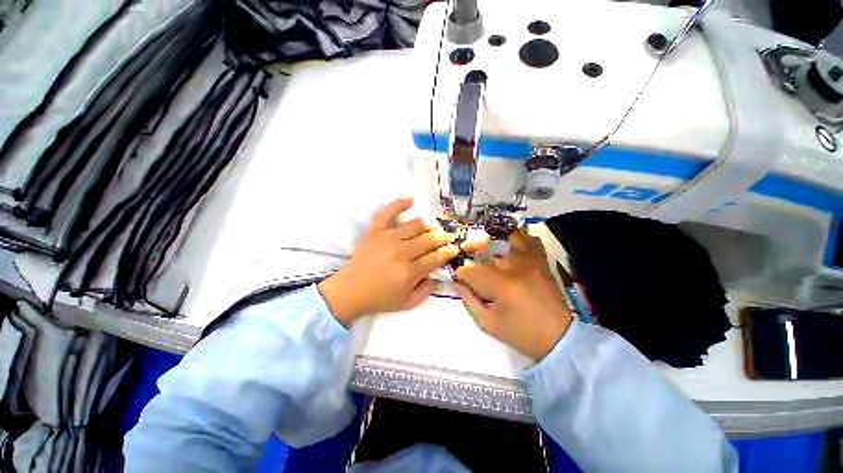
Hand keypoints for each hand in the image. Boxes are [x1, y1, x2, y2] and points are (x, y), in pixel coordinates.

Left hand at [318, 198, 459, 326]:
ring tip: (433, 228)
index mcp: (410, 272)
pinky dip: (400, 203)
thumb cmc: (380, 298)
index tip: (454, 249)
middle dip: (443, 237)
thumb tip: (437, 276)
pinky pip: (388, 212)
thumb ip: (427, 291)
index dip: (448, 252)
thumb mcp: (408, 303)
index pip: (436, 257)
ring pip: (416, 225)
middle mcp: (402, 252)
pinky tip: (411, 199)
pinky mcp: (375, 231)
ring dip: (429, 225)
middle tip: (448, 237)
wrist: (350, 291)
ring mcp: (388, 238)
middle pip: (429, 239)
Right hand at [454, 230, 572, 360]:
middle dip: (473, 258)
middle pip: (485, 252)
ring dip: (492, 247)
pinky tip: (512, 248)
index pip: (470, 270)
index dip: (461, 275)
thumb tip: (458, 284)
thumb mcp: (488, 324)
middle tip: (471, 267)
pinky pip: (530, 242)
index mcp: (500, 285)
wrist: (559, 338)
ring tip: (488, 256)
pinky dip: (519, 241)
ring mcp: (530, 263)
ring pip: (504, 243)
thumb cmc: (520, 334)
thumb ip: (469, 301)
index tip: (460, 281)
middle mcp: (514, 268)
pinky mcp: (541, 263)